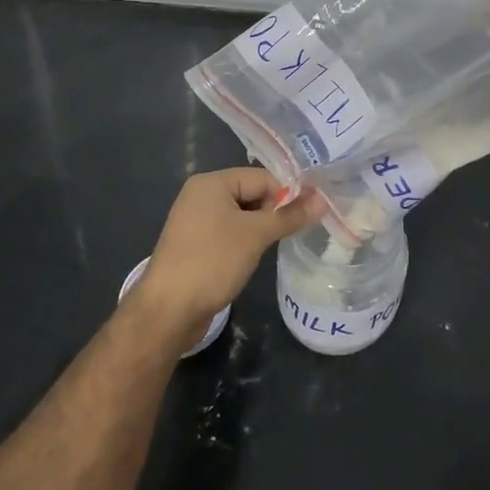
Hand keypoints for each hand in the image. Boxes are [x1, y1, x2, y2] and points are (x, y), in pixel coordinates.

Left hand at [132, 169, 322, 342]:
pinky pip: (227, 233)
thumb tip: (322, 199)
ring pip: (240, 216)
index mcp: (212, 183)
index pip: (262, 177)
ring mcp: (194, 221)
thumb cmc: (213, 262)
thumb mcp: (257, 235)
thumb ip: (290, 215)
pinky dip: (243, 242)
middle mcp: (201, 195)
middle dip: (272, 213)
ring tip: (269, 249)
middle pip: (251, 194)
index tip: (303, 219)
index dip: (285, 195)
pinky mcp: (194, 244)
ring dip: (258, 230)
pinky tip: (249, 259)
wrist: (167, 311)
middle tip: (286, 236)